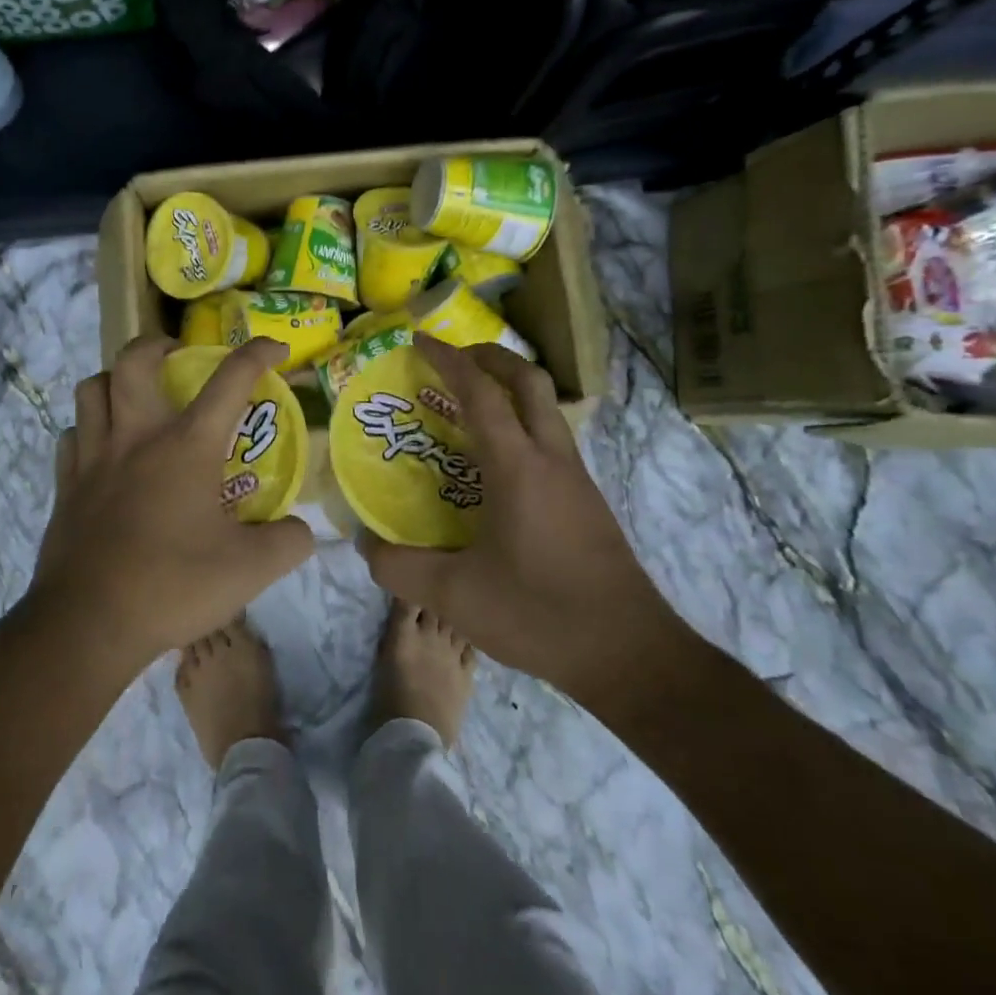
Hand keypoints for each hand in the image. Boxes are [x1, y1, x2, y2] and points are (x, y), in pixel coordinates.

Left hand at [29, 335, 315, 670]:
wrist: (89, 623)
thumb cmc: (173, 586)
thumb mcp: (250, 571)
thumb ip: (289, 543)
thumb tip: (303, 530)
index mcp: (187, 446)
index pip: (230, 380)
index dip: (257, 354)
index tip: (276, 348)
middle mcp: (137, 437)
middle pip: (134, 360)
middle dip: (158, 345)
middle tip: (177, 356)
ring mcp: (94, 458)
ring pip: (91, 388)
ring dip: (115, 379)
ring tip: (135, 395)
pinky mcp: (65, 485)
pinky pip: (71, 435)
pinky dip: (87, 428)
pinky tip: (102, 448)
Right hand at [358, 335, 685, 698]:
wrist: (630, 654)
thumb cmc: (539, 614)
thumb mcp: (454, 596)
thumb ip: (399, 567)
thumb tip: (365, 544)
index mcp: (517, 467)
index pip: (480, 393)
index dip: (448, 360)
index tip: (420, 341)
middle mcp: (551, 459)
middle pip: (527, 381)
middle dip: (490, 358)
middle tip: (454, 359)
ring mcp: (576, 478)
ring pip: (545, 408)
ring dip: (510, 390)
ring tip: (470, 407)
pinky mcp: (588, 501)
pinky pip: (551, 439)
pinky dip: (522, 424)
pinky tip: (499, 464)